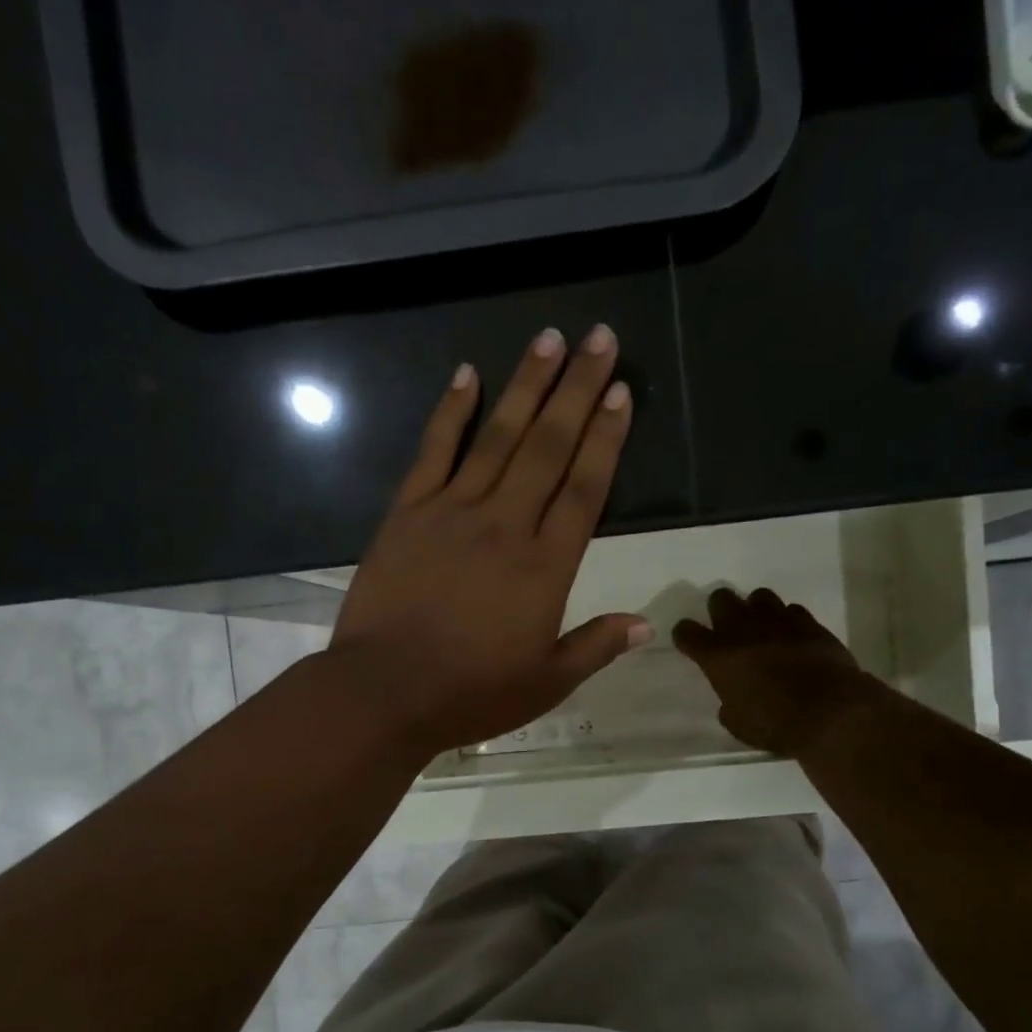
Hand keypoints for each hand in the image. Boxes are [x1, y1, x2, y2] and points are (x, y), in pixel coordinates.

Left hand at [328, 326, 650, 757]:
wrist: (386, 691)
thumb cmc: (471, 693)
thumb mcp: (546, 684)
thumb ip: (595, 648)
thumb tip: (645, 625)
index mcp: (546, 567)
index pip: (584, 488)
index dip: (606, 438)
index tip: (621, 392)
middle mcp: (506, 525)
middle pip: (548, 446)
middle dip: (577, 389)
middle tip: (599, 337)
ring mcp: (453, 512)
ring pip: (497, 436)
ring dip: (525, 385)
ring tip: (548, 339)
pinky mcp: (408, 512)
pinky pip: (433, 451)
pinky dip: (450, 412)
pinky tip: (466, 375)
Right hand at [673, 587, 877, 755]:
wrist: (830, 713)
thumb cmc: (775, 724)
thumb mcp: (738, 724)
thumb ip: (729, 704)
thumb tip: (734, 698)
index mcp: (717, 656)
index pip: (686, 631)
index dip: (685, 636)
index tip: (690, 644)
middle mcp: (743, 630)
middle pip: (721, 598)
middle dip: (720, 611)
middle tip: (728, 631)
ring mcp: (779, 622)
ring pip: (759, 596)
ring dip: (756, 610)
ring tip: (763, 629)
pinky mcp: (810, 624)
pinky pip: (792, 610)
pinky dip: (788, 621)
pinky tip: (793, 638)